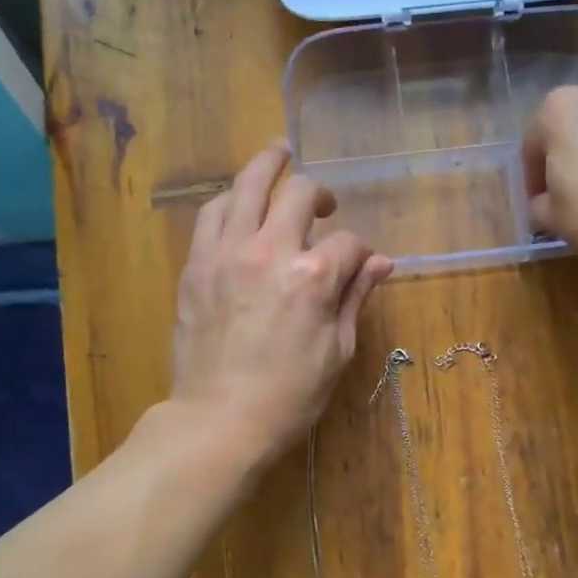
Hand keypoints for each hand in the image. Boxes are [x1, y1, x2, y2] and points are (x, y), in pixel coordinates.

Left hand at [171, 141, 391, 468]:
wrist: (219, 420)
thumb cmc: (289, 396)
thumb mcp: (337, 351)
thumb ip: (355, 297)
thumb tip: (381, 262)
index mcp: (314, 276)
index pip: (346, 242)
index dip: (359, 252)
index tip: (359, 267)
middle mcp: (269, 250)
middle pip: (298, 193)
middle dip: (318, 192)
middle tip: (323, 202)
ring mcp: (226, 253)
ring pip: (246, 186)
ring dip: (266, 168)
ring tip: (277, 158)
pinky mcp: (196, 265)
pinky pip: (211, 214)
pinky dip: (230, 201)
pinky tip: (239, 205)